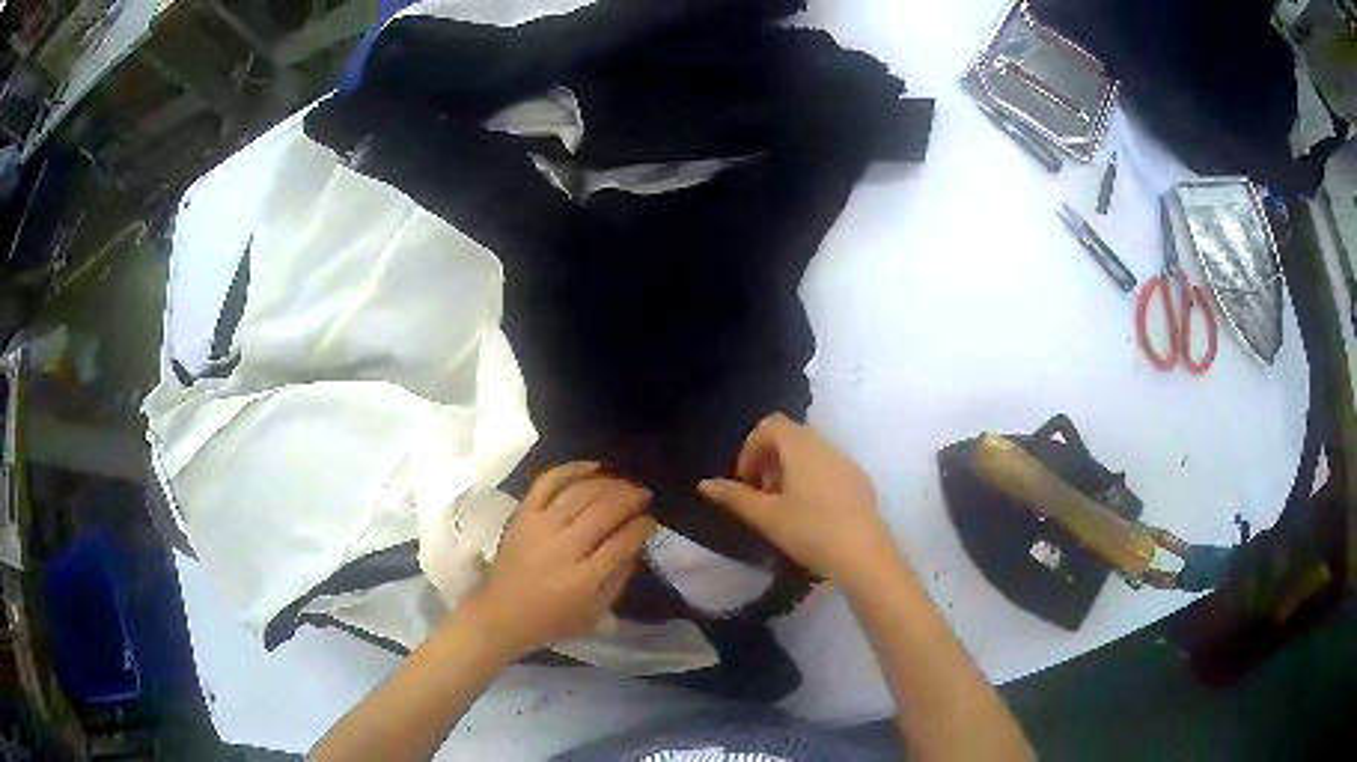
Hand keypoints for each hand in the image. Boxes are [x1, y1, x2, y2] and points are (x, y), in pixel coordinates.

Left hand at [463, 462, 655, 659]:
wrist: (501, 614)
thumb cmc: (552, 619)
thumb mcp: (595, 613)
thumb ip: (620, 579)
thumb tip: (637, 545)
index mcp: (583, 580)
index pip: (622, 542)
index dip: (642, 526)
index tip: (652, 520)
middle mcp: (562, 549)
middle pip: (603, 512)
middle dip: (630, 499)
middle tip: (644, 495)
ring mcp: (539, 528)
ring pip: (580, 493)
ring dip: (608, 483)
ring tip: (624, 483)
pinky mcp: (523, 515)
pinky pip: (548, 482)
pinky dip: (572, 469)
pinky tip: (594, 467)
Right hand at [698, 414, 896, 588]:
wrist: (863, 554)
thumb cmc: (809, 531)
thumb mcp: (766, 516)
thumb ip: (735, 497)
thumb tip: (705, 484)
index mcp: (801, 446)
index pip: (770, 425)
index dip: (750, 448)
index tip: (745, 481)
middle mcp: (825, 444)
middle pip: (790, 435)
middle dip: (769, 459)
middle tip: (760, 494)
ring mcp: (846, 461)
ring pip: (811, 451)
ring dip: (789, 469)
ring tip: (783, 506)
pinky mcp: (860, 479)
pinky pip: (828, 465)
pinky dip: (811, 477)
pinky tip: (811, 513)